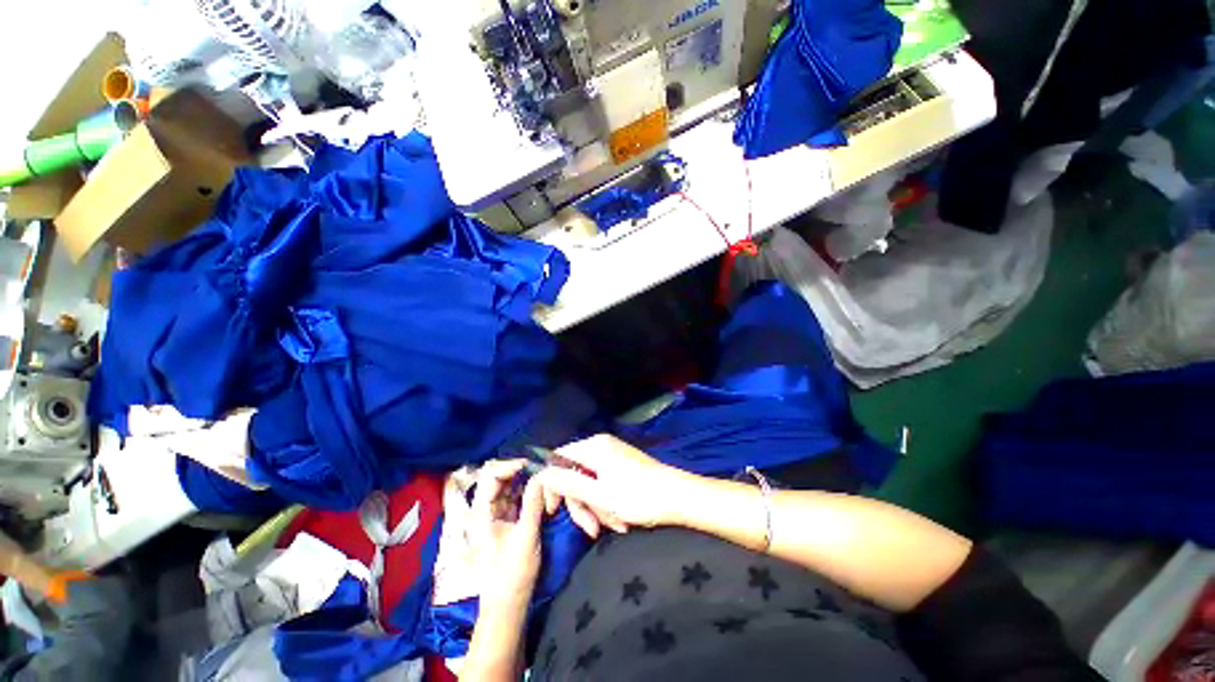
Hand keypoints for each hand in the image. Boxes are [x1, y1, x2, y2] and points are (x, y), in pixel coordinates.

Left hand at [469, 460, 546, 609]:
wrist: (508, 604)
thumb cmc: (511, 575)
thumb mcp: (526, 538)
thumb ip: (533, 505)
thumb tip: (542, 475)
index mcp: (481, 512)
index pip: (490, 475)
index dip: (510, 465)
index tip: (532, 466)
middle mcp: (486, 508)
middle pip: (500, 476)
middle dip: (521, 471)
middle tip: (542, 471)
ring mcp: (497, 513)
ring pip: (510, 484)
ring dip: (527, 479)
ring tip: (544, 480)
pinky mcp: (508, 518)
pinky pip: (518, 495)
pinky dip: (529, 489)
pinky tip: (542, 491)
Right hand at [535, 434, 698, 532]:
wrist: (679, 497)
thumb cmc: (638, 496)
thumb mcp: (598, 494)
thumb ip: (567, 482)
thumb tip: (540, 473)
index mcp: (594, 447)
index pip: (559, 458)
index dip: (552, 484)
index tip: (553, 511)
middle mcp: (602, 446)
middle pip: (576, 474)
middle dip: (583, 504)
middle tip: (592, 529)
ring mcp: (614, 456)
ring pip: (591, 484)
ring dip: (598, 508)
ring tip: (616, 526)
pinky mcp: (623, 467)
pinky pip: (605, 485)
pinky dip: (609, 504)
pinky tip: (622, 521)